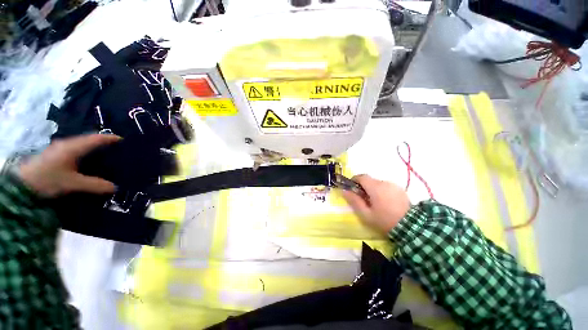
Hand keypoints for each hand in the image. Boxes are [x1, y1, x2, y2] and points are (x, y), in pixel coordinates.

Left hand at [19, 134, 120, 196]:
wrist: (29, 180)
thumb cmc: (50, 179)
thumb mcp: (72, 184)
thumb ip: (92, 185)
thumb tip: (113, 187)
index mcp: (73, 146)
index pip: (95, 139)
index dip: (108, 139)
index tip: (121, 139)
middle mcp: (68, 142)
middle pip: (88, 139)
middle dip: (101, 143)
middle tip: (113, 150)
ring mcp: (61, 147)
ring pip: (80, 145)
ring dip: (91, 149)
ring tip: (101, 157)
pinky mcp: (57, 154)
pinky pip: (74, 151)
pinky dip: (82, 155)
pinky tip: (83, 163)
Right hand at [342, 175, 410, 233]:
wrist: (407, 224)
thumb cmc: (384, 220)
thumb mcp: (366, 215)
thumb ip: (355, 202)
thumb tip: (344, 191)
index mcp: (375, 187)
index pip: (361, 177)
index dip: (354, 181)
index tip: (351, 190)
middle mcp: (384, 182)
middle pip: (371, 181)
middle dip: (365, 189)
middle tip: (363, 202)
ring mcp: (394, 185)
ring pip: (379, 185)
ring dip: (375, 191)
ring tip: (376, 206)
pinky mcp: (400, 190)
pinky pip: (388, 188)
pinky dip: (384, 193)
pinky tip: (386, 205)